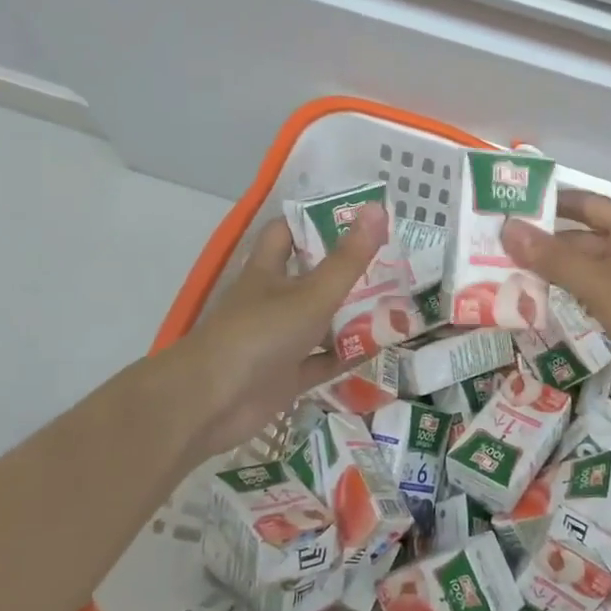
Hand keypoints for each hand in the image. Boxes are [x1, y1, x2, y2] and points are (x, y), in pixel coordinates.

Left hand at [160, 203, 389, 463]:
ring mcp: (279, 340)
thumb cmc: (259, 334)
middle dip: (347, 271)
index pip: (286, 233)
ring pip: (321, 322)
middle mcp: (272, 301)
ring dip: (353, 316)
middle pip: (312, 278)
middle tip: (392, 263)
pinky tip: (380, 348)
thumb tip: (377, 207)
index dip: (315, 222)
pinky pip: (324, 361)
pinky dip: (348, 356)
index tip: (355, 219)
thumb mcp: (311, 294)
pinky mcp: (286, 376)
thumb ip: (348, 259)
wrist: (211, 403)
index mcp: (268, 271)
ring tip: (398, 303)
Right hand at [503, 190, 610, 420]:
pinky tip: (542, 304)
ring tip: (508, 277)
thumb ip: (553, 258)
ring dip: (554, 271)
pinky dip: (571, 294)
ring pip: (588, 267)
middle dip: (543, 244)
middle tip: (496, 251)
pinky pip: (598, 292)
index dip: (546, 204)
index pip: (582, 203)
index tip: (505, 211)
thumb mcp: (600, 284)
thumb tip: (507, 228)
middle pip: (582, 236)